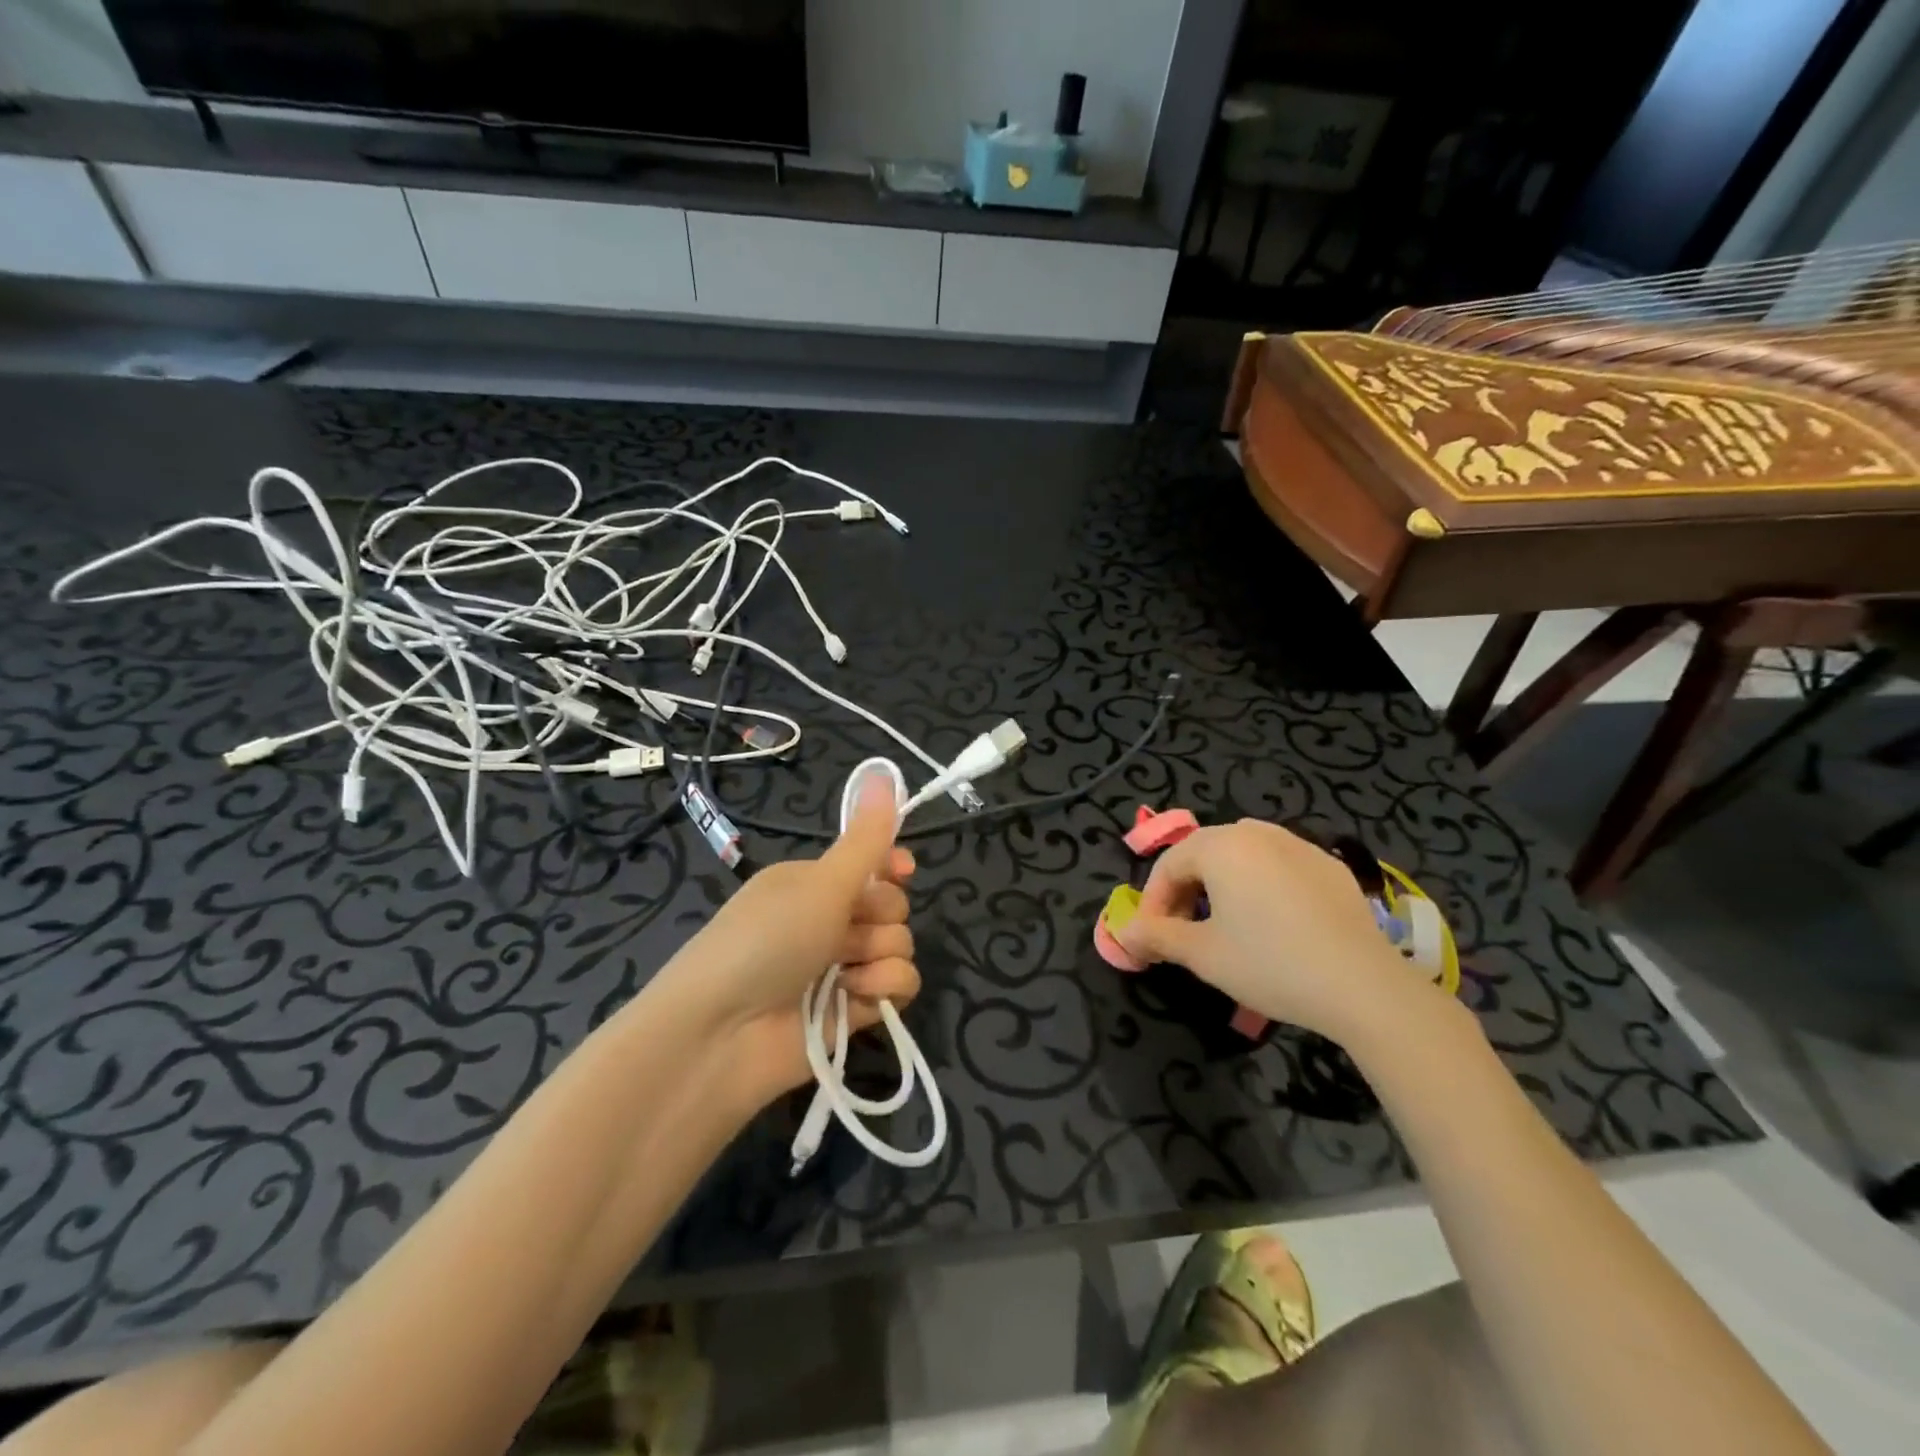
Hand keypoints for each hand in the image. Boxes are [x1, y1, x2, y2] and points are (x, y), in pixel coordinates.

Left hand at [656, 773, 918, 1109]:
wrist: (720, 1035)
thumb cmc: (767, 940)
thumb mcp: (821, 882)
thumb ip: (866, 838)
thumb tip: (885, 771)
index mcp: (813, 883)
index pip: (871, 865)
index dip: (891, 867)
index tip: (903, 870)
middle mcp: (827, 922)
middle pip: (891, 906)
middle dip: (880, 917)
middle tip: (848, 931)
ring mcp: (839, 970)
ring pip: (898, 947)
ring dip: (880, 957)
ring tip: (846, 974)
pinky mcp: (851, 1013)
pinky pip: (896, 988)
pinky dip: (882, 991)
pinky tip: (855, 999)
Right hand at [1113, 819, 1433, 1042]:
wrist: (1363, 985)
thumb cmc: (1270, 964)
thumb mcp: (1203, 954)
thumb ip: (1157, 936)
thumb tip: (1125, 933)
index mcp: (1221, 845)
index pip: (1169, 864)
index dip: (1152, 901)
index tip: (1150, 937)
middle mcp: (1258, 833)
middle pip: (1204, 854)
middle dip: (1185, 891)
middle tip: (1181, 931)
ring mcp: (1299, 845)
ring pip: (1243, 857)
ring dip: (1221, 886)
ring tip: (1223, 925)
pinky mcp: (1331, 867)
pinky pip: (1279, 867)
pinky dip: (1261, 887)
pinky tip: (1273, 924)